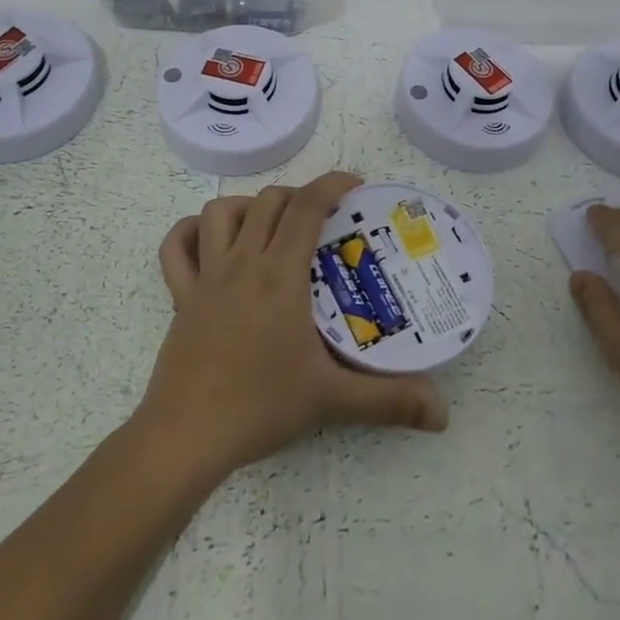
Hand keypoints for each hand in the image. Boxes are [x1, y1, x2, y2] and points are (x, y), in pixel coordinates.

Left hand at [133, 171, 448, 487]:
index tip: (354, 184)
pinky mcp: (180, 296)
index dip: (331, 184)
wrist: (186, 436)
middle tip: (321, 220)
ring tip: (269, 227)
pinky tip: (209, 241)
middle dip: (298, 196)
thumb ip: (389, 401)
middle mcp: (242, 262)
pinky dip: (191, 232)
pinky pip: (176, 246)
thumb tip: (442, 411)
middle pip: (269, 201)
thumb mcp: (331, 400)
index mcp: (280, 275)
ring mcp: (206, 276)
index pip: (307, 207)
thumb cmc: (260, 407)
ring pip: (221, 211)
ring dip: (248, 207)